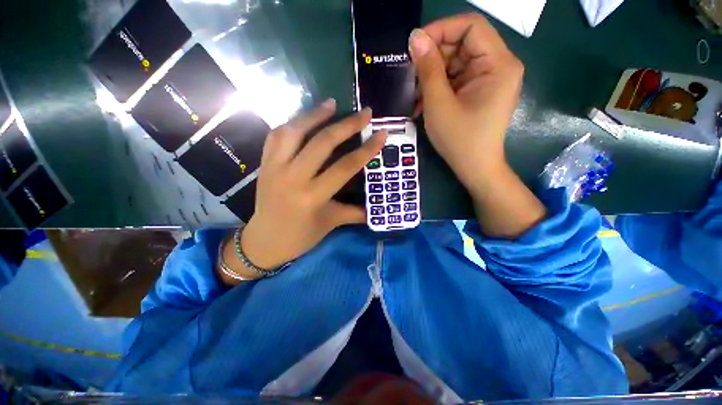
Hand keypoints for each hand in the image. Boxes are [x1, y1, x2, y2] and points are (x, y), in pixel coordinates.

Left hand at [240, 101, 385, 271]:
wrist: (263, 241)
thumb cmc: (300, 236)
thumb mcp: (330, 224)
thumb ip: (354, 213)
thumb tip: (376, 209)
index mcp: (312, 196)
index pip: (345, 167)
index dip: (366, 149)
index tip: (381, 134)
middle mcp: (293, 178)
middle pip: (322, 143)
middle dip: (346, 125)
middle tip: (364, 112)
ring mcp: (275, 168)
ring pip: (294, 132)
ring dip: (314, 115)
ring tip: (331, 104)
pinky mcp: (264, 164)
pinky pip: (276, 136)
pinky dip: (291, 124)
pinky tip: (304, 119)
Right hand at [409, 13, 523, 191]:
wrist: (474, 168)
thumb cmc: (459, 140)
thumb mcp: (439, 104)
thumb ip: (428, 69)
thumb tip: (415, 38)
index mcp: (498, 64)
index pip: (471, 26)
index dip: (441, 30)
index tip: (414, 46)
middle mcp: (498, 66)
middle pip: (463, 44)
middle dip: (433, 57)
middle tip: (410, 75)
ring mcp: (489, 79)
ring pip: (456, 62)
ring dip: (432, 75)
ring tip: (415, 94)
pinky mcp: (479, 91)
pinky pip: (457, 79)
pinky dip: (438, 87)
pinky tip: (423, 101)